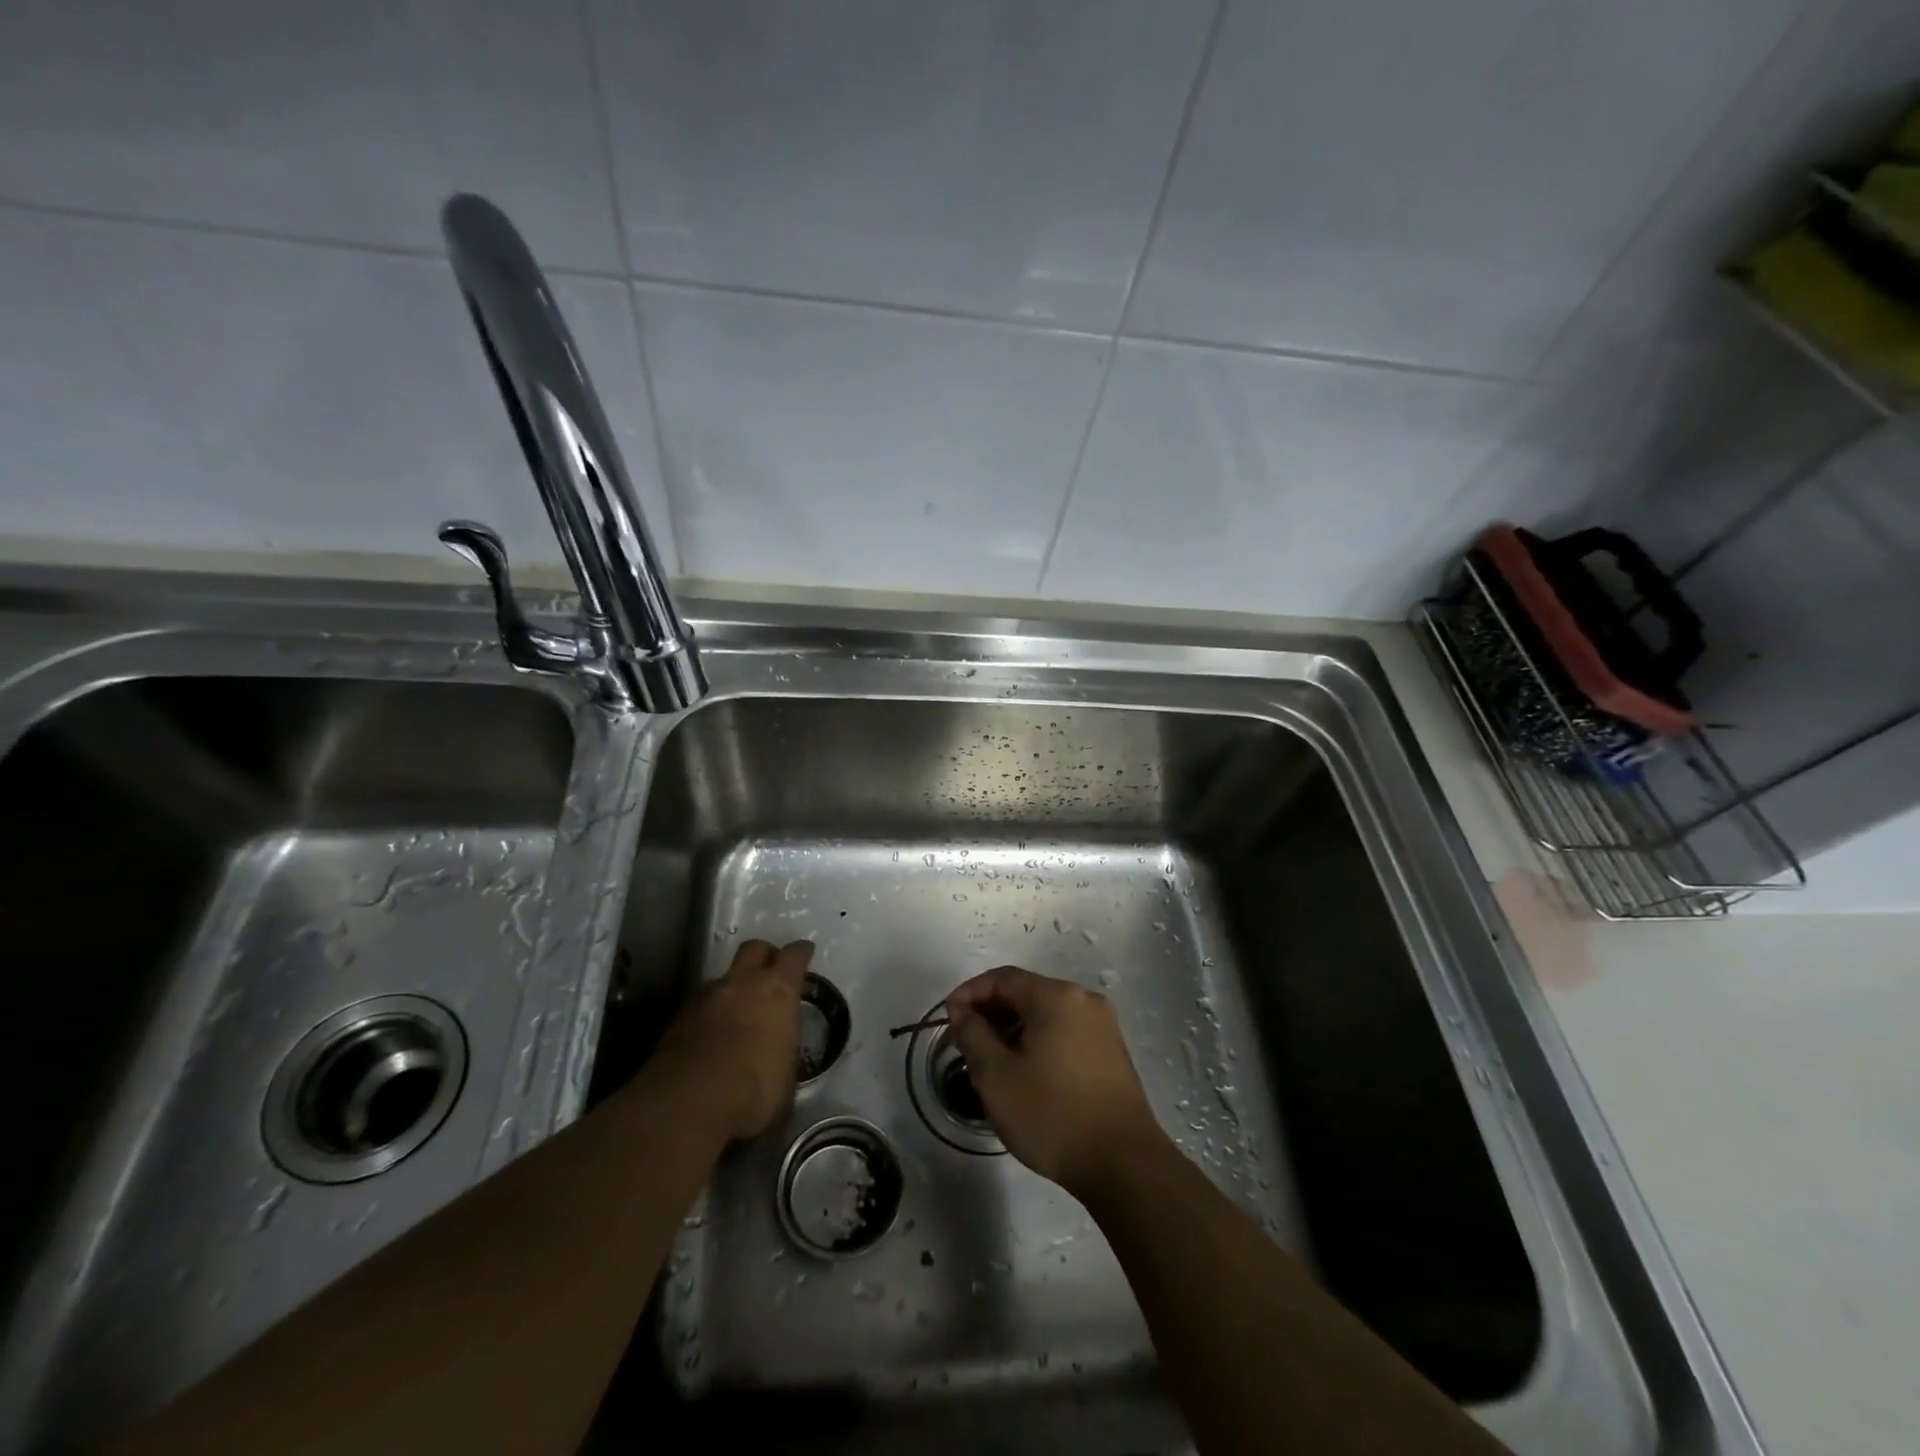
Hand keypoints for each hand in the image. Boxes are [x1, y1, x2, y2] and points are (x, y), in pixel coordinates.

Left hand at [653, 939, 811, 1140]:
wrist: (688, 1103)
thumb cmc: (754, 1090)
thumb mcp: (787, 1081)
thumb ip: (784, 1059)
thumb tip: (780, 1066)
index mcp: (777, 991)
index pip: (794, 955)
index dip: (801, 952)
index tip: (805, 951)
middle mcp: (742, 983)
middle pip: (754, 948)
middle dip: (764, 955)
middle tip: (770, 972)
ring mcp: (705, 998)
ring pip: (723, 978)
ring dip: (733, 989)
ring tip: (737, 1013)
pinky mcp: (677, 1019)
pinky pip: (699, 1005)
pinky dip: (708, 1014)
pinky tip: (710, 1037)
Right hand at [945, 966, 1160, 1197]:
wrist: (1124, 1165)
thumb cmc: (1052, 1114)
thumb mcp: (996, 1076)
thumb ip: (973, 1035)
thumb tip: (963, 1013)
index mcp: (1057, 996)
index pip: (1003, 978)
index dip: (969, 993)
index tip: (947, 1020)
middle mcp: (1084, 1001)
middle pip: (1026, 993)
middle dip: (990, 1014)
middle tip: (964, 1045)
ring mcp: (1103, 1027)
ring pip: (1045, 1016)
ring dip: (1013, 1031)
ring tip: (989, 1063)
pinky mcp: (1112, 1054)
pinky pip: (1064, 1034)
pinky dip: (1038, 1043)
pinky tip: (1024, 1074)